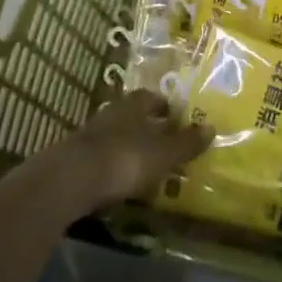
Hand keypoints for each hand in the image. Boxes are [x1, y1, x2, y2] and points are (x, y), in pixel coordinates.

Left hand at [29, 90, 213, 213]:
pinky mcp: (75, 160)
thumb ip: (186, 143)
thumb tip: (212, 128)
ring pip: (116, 137)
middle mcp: (112, 113)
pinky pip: (102, 159)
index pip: (152, 98)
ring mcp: (90, 136)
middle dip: (148, 127)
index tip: (177, 118)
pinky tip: (120, 183)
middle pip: (133, 116)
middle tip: (165, 143)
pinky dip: (113, 168)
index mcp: (134, 105)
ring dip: (129, 148)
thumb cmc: (124, 159)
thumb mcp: (163, 153)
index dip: (165, 106)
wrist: (70, 180)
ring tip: (145, 165)